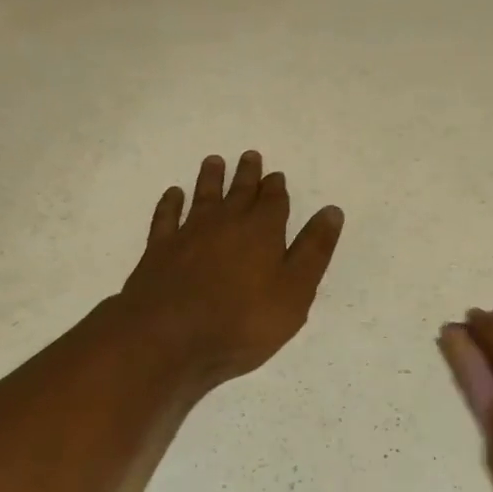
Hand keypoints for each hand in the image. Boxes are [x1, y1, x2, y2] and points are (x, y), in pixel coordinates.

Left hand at [118, 152, 344, 390]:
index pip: (274, 201)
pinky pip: (167, 217)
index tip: (276, 175)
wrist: (168, 335)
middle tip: (249, 156)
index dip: (276, 187)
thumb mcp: (295, 291)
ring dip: (210, 178)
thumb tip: (332, 211)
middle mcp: (227, 223)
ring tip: (214, 161)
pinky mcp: (160, 249)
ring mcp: (190, 233)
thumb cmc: (242, 320)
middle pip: (239, 192)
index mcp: (263, 231)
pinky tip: (173, 194)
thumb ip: (313, 250)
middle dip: (247, 175)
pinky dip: (171, 203)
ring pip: (203, 196)